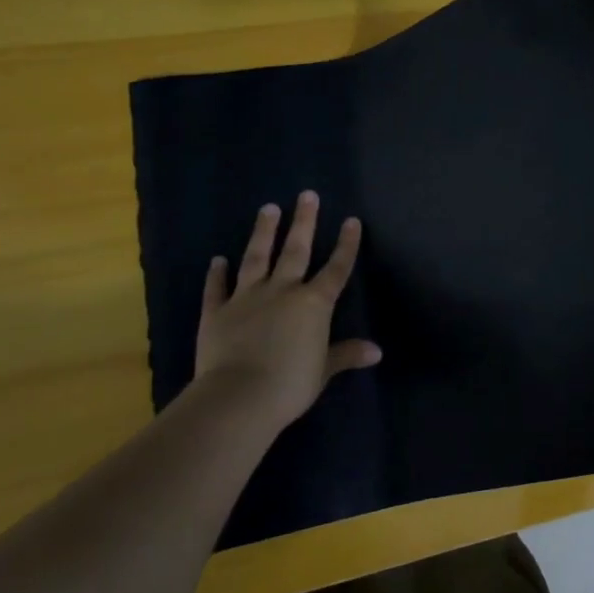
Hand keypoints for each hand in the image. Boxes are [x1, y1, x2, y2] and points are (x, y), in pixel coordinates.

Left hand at [188, 191, 381, 431]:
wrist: (238, 397)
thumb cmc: (290, 384)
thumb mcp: (323, 370)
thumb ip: (346, 354)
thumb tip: (376, 351)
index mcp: (313, 304)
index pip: (336, 269)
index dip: (346, 245)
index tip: (351, 220)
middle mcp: (282, 291)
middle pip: (296, 251)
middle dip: (304, 222)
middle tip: (307, 195)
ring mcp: (247, 298)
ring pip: (257, 258)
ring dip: (263, 232)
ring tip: (268, 208)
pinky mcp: (217, 312)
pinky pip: (217, 288)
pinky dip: (216, 274)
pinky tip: (217, 259)